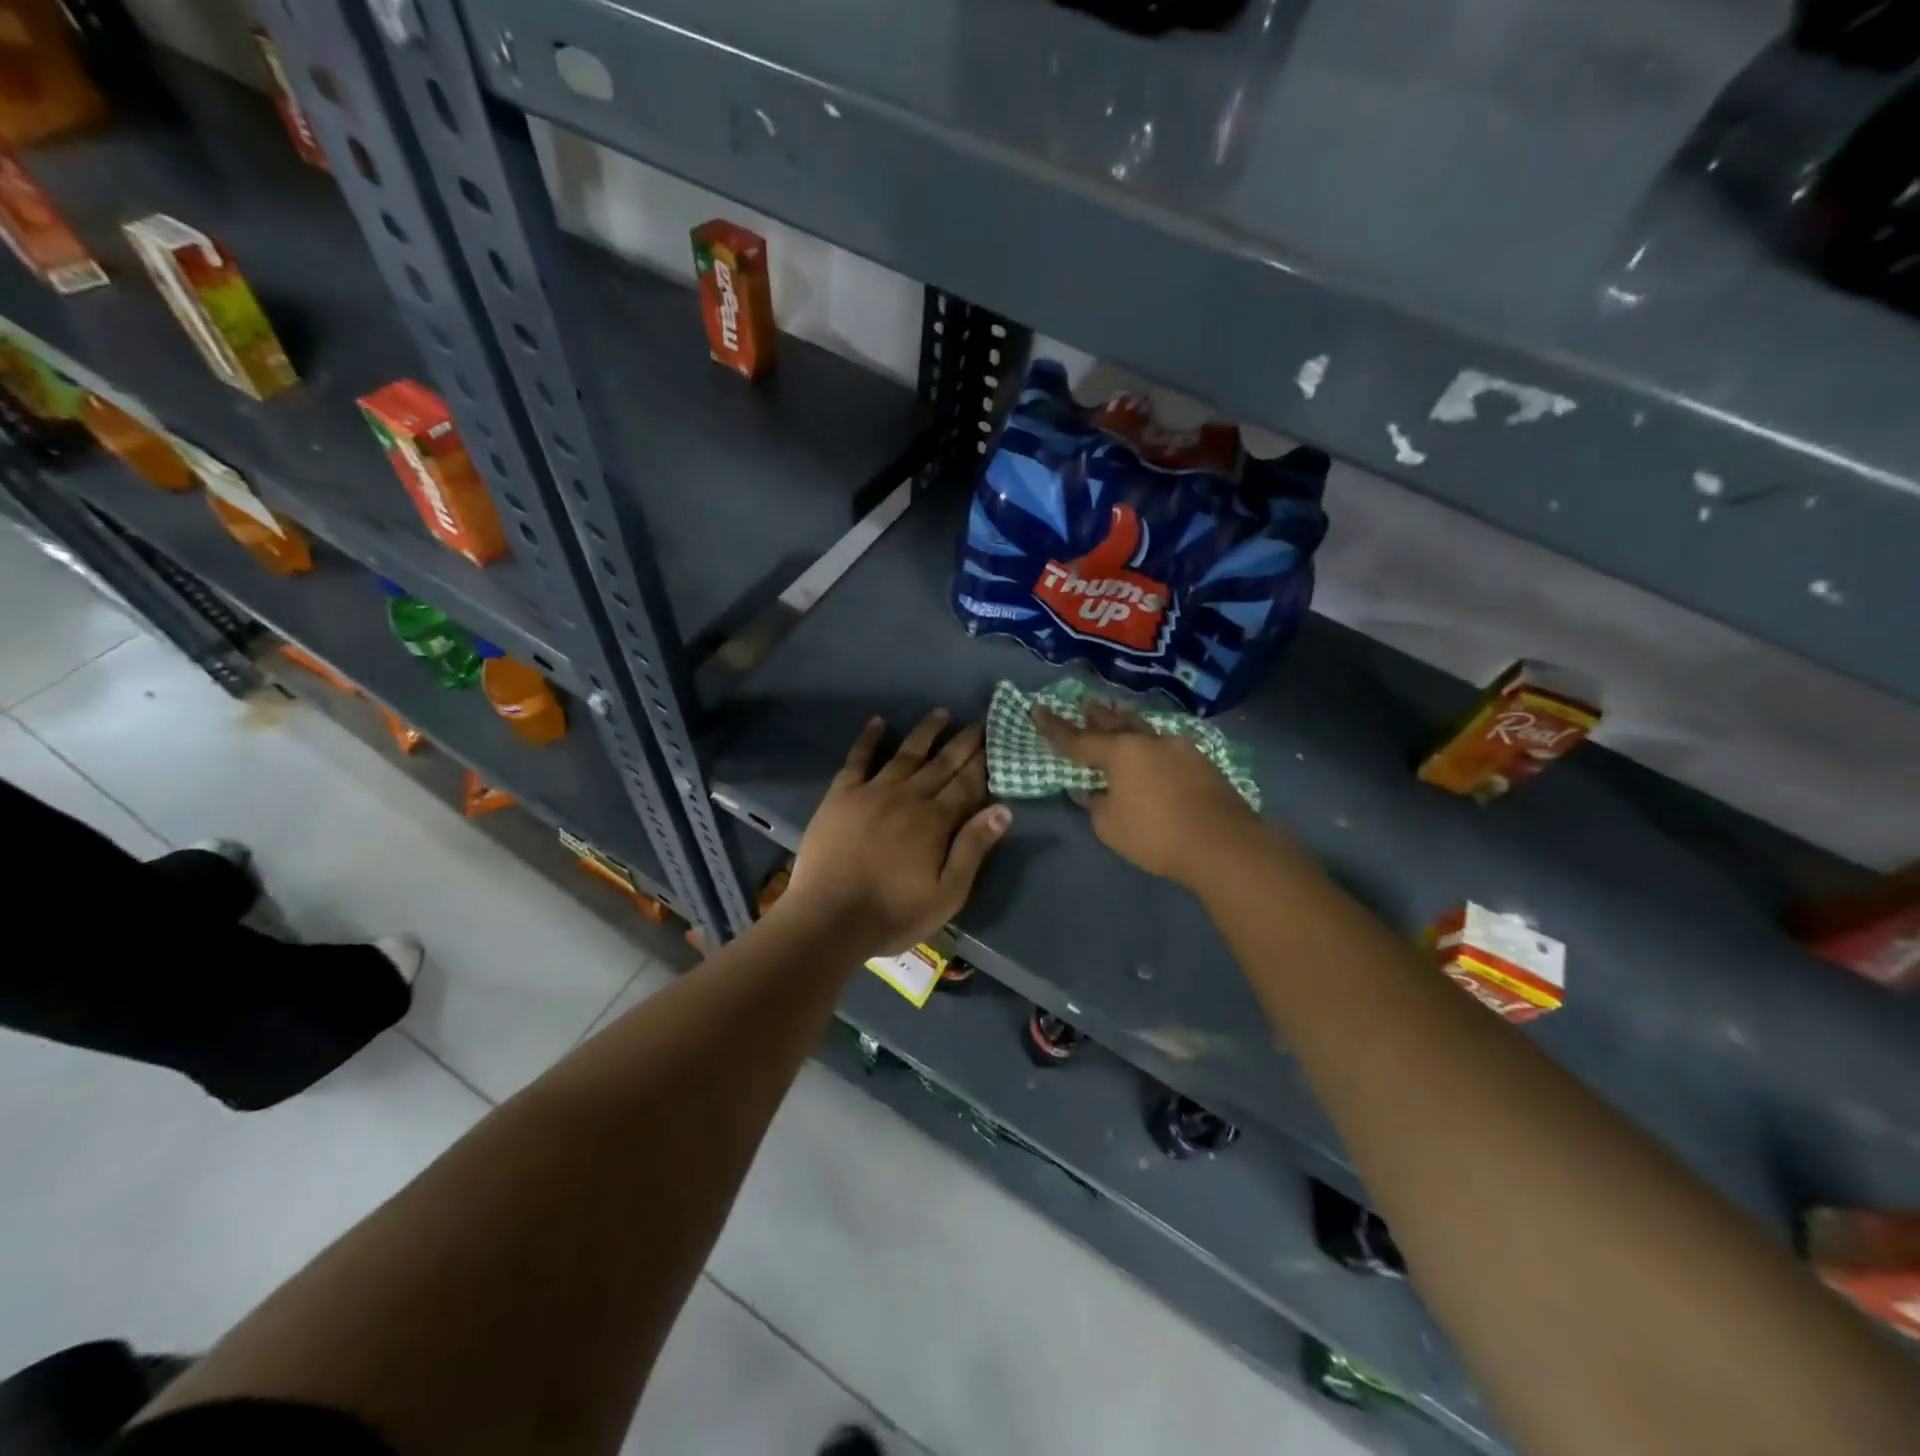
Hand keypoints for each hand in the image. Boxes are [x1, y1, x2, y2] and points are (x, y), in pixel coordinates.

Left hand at [780, 709, 1011, 955]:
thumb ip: (974, 849)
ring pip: (905, 754)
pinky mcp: (841, 795)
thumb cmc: (893, 913)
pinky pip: (858, 759)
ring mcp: (871, 792)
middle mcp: (907, 797)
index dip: (982, 763)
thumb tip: (1004, 809)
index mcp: (935, 821)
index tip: (994, 742)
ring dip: (925, 732)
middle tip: (977, 721)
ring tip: (941, 713)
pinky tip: (878, 722)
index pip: (966, 784)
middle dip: (962, 742)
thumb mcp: (947, 894)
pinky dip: (869, 739)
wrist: (829, 919)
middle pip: (941, 763)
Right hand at [1033, 701, 1264, 890]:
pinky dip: (1151, 744)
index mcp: (1120, 753)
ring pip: (1145, 729)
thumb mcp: (1110, 826)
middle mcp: (1148, 742)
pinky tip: (1153, 748)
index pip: (1077, 739)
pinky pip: (1166, 745)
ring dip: (1127, 722)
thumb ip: (1097, 803)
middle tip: (1084, 703)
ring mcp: (1179, 748)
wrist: (1223, 844)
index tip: (1037, 709)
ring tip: (1118, 714)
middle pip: (1115, 723)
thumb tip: (1096, 790)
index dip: (1054, 727)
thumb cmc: (1156, 835)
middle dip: (1096, 715)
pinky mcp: (1201, 763)